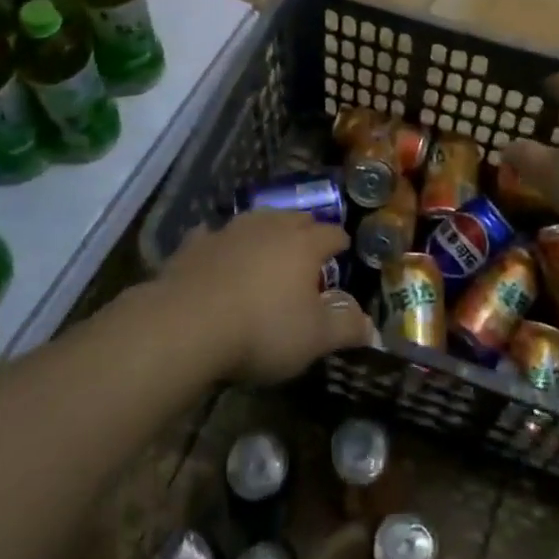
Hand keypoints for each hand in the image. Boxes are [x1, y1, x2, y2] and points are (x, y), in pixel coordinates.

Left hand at [160, 212, 375, 384]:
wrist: (188, 324)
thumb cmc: (262, 329)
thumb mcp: (314, 339)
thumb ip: (345, 328)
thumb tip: (370, 325)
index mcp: (304, 244)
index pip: (332, 234)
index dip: (340, 243)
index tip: (344, 251)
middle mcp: (270, 227)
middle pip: (296, 219)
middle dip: (306, 230)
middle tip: (309, 248)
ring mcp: (230, 231)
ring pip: (257, 220)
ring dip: (266, 231)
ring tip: (267, 247)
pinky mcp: (195, 244)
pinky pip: (214, 236)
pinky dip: (221, 244)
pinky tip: (218, 254)